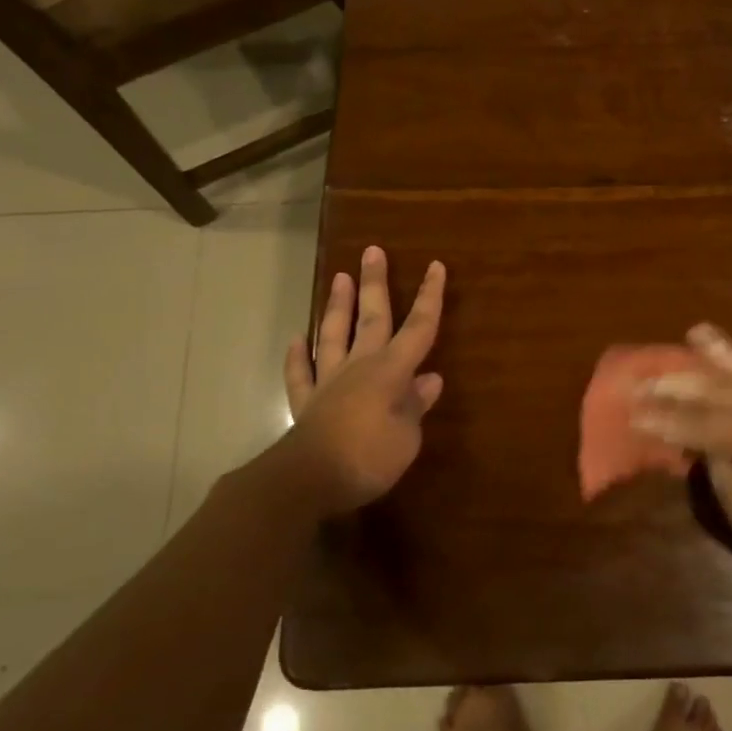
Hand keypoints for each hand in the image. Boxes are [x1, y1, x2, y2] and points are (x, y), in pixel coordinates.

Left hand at [283, 246, 446, 511]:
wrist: (308, 480)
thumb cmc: (369, 458)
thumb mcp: (407, 436)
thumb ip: (416, 405)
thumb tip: (430, 379)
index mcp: (392, 371)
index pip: (419, 327)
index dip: (429, 297)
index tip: (435, 266)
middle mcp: (360, 366)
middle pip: (371, 318)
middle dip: (375, 283)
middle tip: (372, 251)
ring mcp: (329, 381)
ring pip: (334, 335)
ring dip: (337, 306)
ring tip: (339, 277)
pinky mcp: (306, 403)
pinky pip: (300, 373)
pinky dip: (297, 356)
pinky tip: (296, 339)